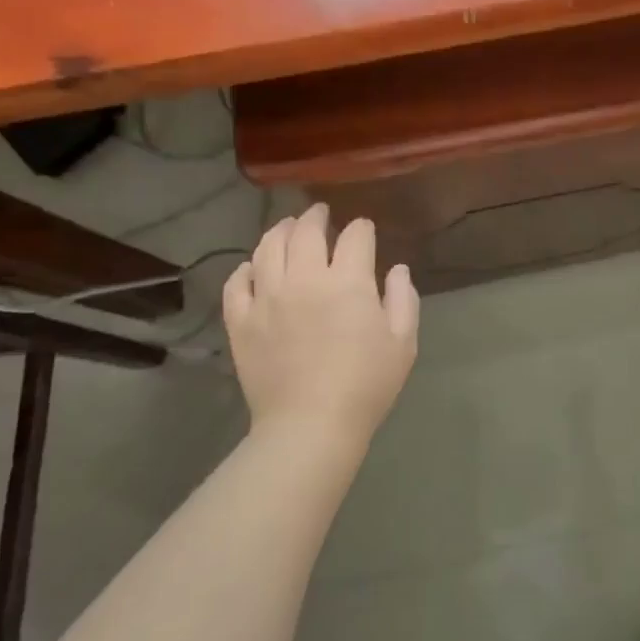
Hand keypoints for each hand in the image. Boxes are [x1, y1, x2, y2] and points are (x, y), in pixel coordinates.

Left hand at [224, 204, 419, 449]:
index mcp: (348, 282)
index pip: (355, 236)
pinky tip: (254, 269)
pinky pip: (237, 283)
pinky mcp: (241, 321)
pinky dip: (245, 269)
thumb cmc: (366, 385)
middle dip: (317, 217)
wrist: (310, 426)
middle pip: (306, 231)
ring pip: (268, 247)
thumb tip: (397, 269)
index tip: (364, 231)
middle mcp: (305, 279)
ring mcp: (267, 298)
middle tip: (320, 214)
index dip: (362, 228)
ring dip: (280, 231)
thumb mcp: (402, 343)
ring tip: (287, 228)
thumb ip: (403, 299)